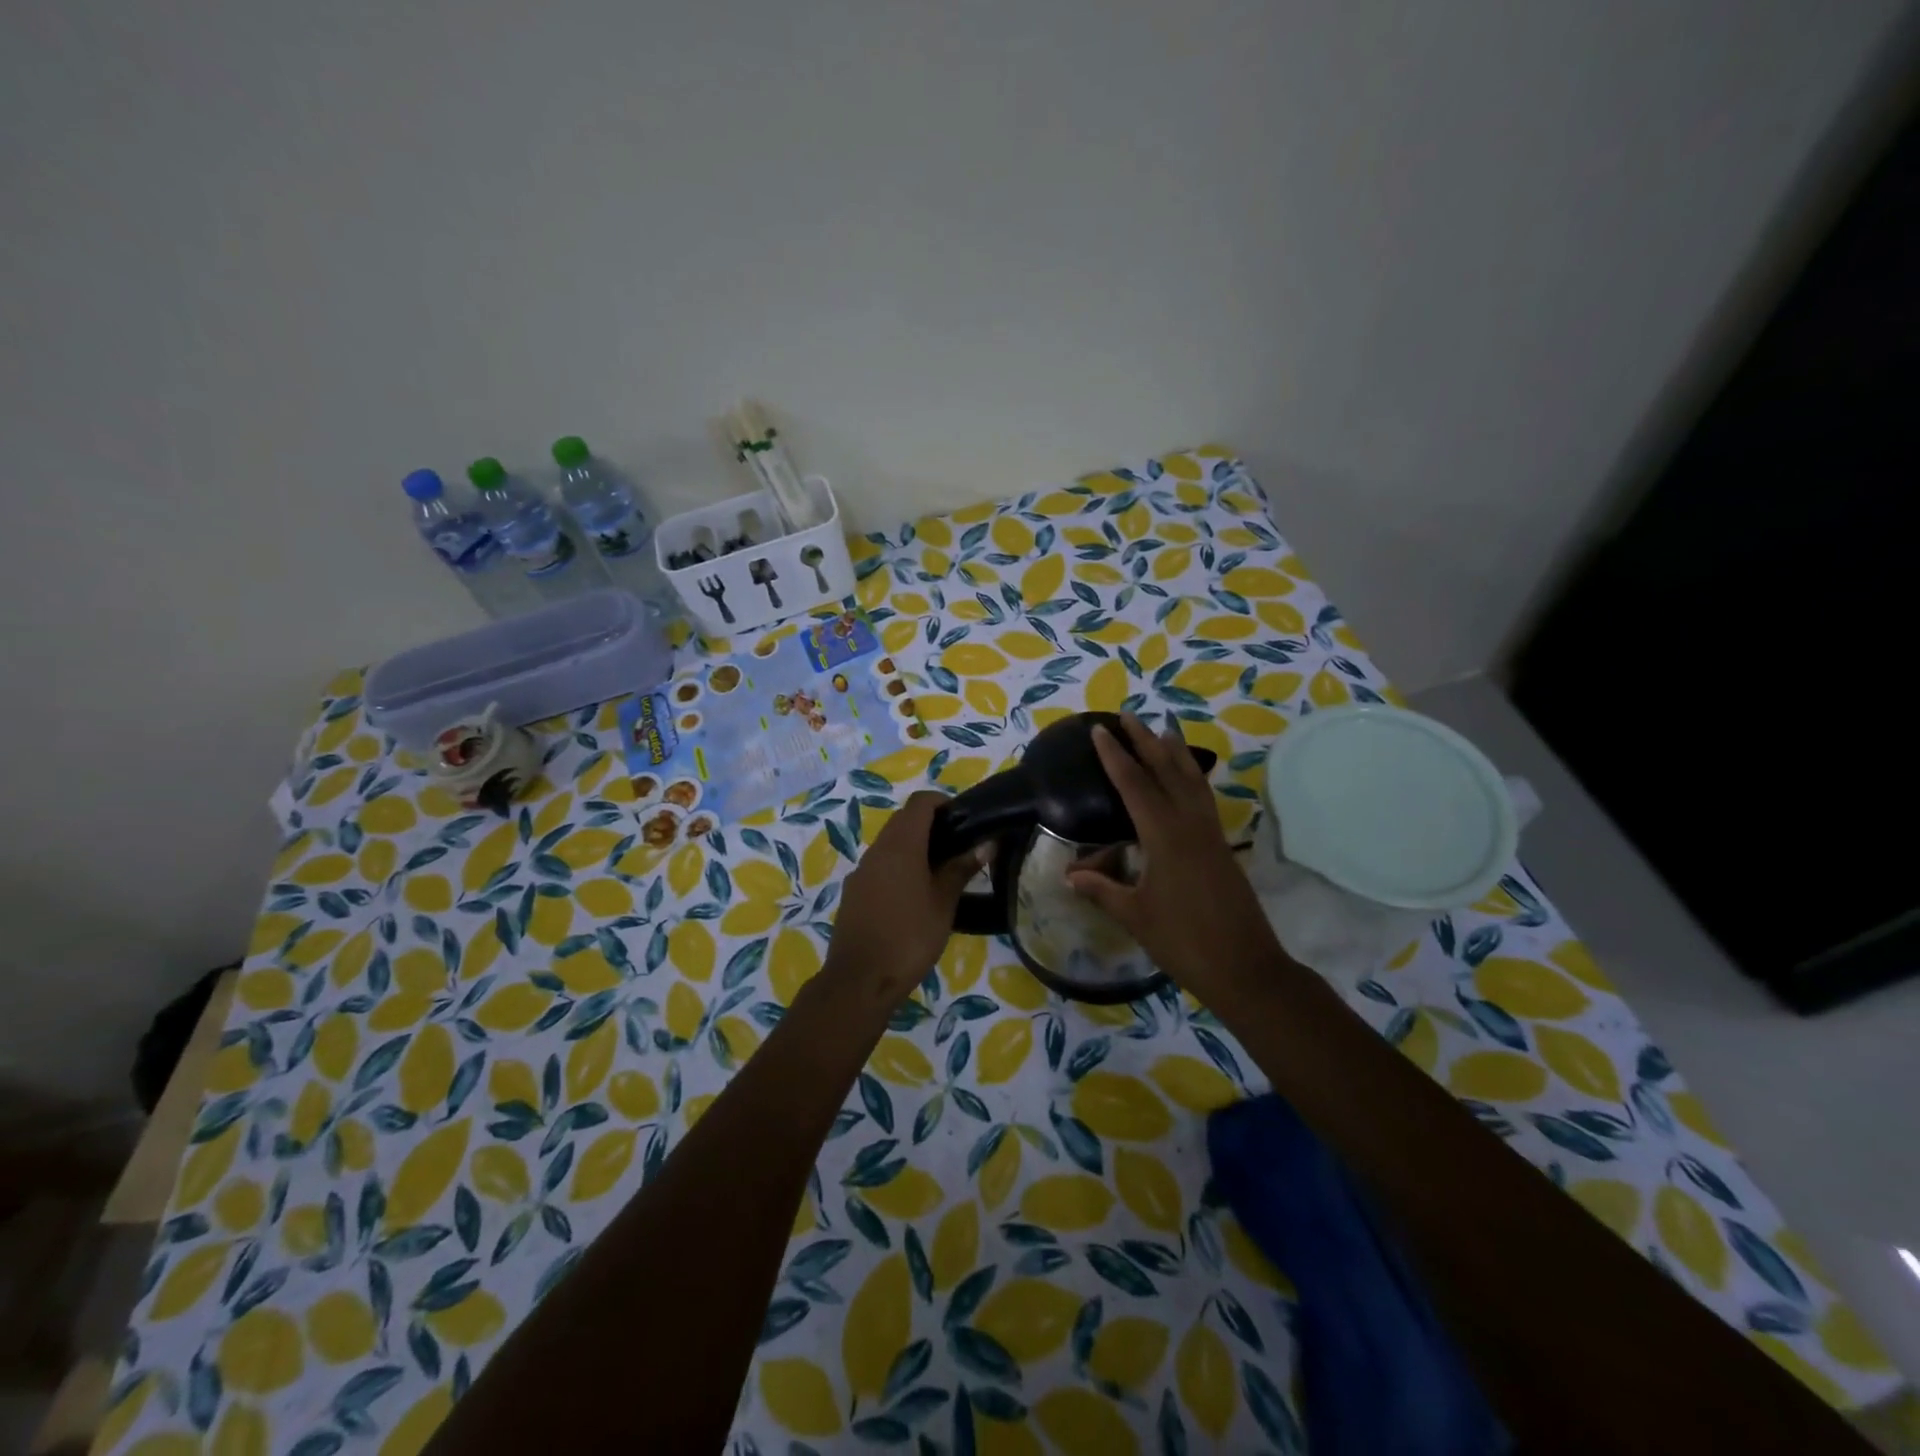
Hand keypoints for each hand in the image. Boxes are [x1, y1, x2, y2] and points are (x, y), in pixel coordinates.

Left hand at [824, 791, 983, 1006]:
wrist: (859, 980)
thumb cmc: (909, 937)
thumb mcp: (943, 904)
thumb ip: (961, 869)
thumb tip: (984, 844)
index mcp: (901, 845)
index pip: (920, 803)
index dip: (943, 803)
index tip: (963, 821)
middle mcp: (877, 850)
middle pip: (903, 820)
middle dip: (930, 825)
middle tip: (958, 848)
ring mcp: (861, 871)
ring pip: (890, 844)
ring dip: (913, 847)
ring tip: (940, 873)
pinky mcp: (853, 892)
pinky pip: (879, 866)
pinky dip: (898, 867)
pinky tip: (913, 897)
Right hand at [1067, 714, 1284, 999]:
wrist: (1245, 967)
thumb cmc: (1184, 941)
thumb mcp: (1135, 915)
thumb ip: (1102, 890)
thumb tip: (1069, 875)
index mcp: (1164, 836)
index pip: (1134, 784)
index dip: (1114, 756)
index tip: (1100, 730)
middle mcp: (1189, 824)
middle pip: (1166, 771)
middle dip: (1145, 741)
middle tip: (1128, 715)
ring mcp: (1210, 833)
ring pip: (1192, 780)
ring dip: (1175, 753)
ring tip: (1164, 729)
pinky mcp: (1222, 846)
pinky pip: (1204, 798)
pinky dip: (1192, 777)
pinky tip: (1188, 778)